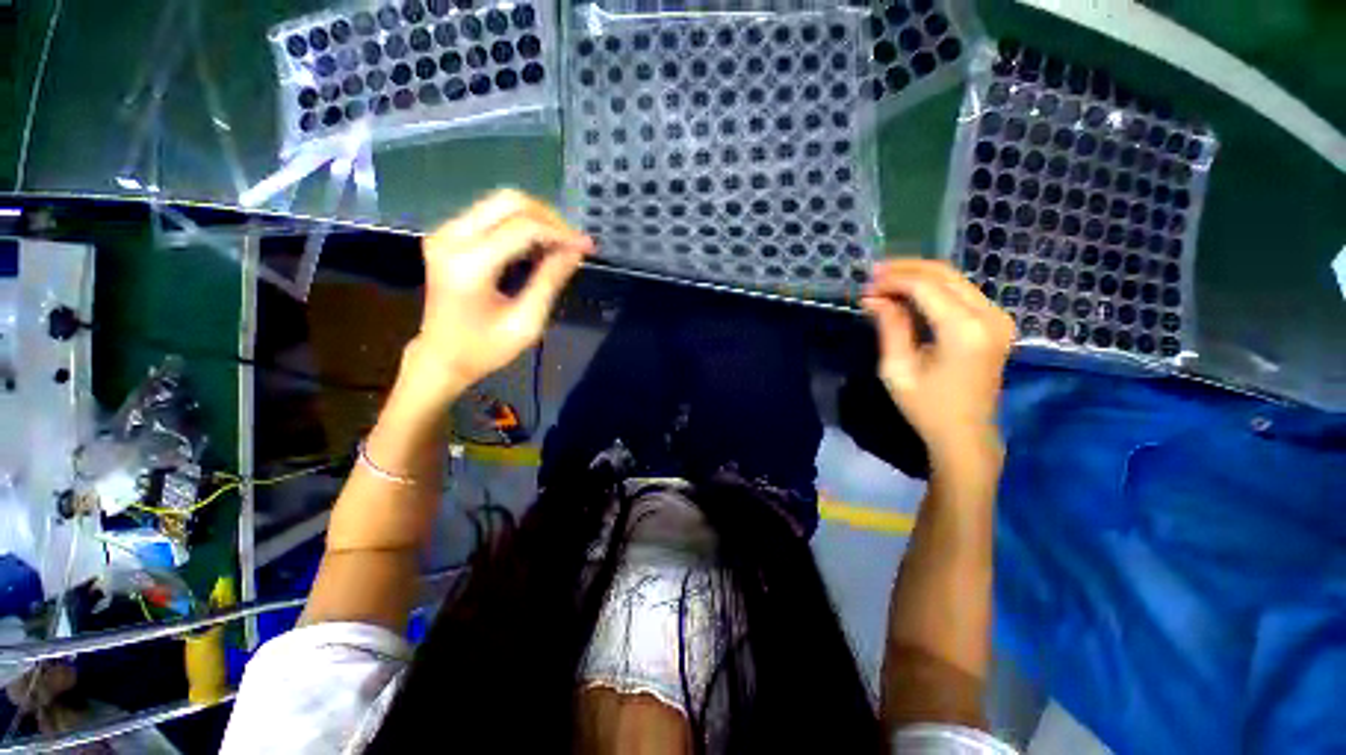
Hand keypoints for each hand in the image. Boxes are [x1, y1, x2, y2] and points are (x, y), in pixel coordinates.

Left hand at [405, 190, 593, 397]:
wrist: (440, 356)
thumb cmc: (485, 348)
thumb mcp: (526, 322)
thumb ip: (550, 281)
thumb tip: (576, 251)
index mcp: (470, 264)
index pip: (524, 228)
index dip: (561, 233)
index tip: (587, 247)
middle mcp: (451, 237)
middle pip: (509, 200)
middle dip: (549, 218)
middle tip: (573, 243)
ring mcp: (445, 232)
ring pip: (500, 202)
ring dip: (537, 219)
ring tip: (560, 246)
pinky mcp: (447, 234)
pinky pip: (490, 213)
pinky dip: (520, 224)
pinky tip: (538, 247)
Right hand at [862, 260, 1014, 466]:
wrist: (966, 433)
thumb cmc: (927, 407)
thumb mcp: (898, 369)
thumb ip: (890, 327)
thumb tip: (874, 298)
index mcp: (965, 331)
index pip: (926, 286)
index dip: (893, 280)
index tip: (866, 286)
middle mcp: (989, 316)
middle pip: (944, 274)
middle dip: (906, 270)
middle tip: (873, 276)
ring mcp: (998, 318)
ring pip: (954, 279)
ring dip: (918, 277)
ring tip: (885, 284)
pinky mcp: (996, 323)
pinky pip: (961, 292)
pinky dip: (932, 288)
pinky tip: (908, 295)